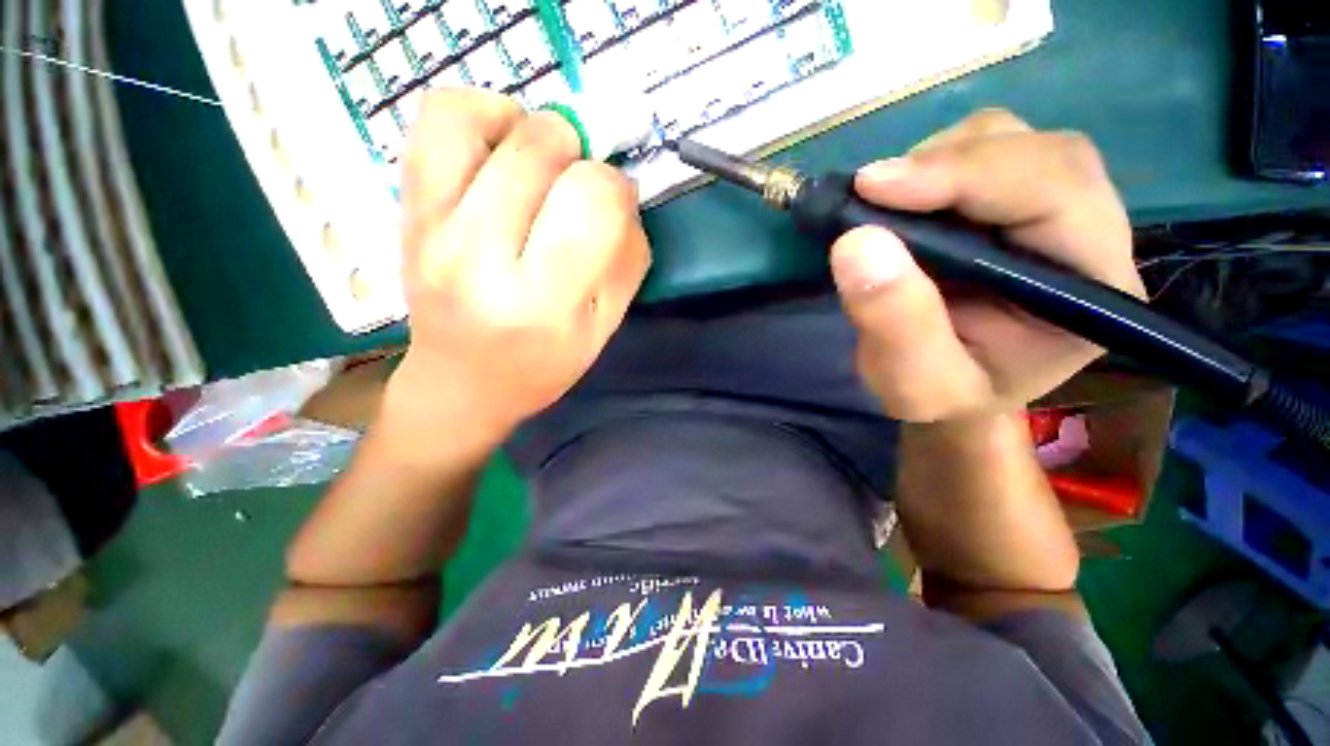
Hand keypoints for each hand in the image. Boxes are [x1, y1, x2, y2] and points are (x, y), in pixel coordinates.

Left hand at [384, 89, 650, 456]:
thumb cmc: (542, 365)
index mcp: (542, 301)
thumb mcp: (604, 328)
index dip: (616, 190)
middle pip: (542, 150)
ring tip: (538, 166)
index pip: (593, 201)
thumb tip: (623, 193)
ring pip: (484, 118)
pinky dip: (480, 114)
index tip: (614, 208)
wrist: (461, 382)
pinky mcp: (407, 207)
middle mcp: (479, 256)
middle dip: (579, 158)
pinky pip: (438, 118)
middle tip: (577, 193)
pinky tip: (498, 152)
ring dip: (530, 128)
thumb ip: (627, 259)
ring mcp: (432, 225)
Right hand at [829, 109, 1144, 421]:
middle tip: (868, 195)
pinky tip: (899, 204)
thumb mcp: (914, 383)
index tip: (873, 187)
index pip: (1054, 195)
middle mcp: (1091, 234)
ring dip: (936, 161)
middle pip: (1039, 153)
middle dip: (948, 164)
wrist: (951, 392)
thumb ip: (895, 324)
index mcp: (1092, 288)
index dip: (965, 176)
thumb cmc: (943, 397)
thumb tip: (855, 243)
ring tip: (882, 206)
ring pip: (1011, 141)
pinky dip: (930, 167)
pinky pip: (981, 153)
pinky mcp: (1014, 203)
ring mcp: (1054, 211)